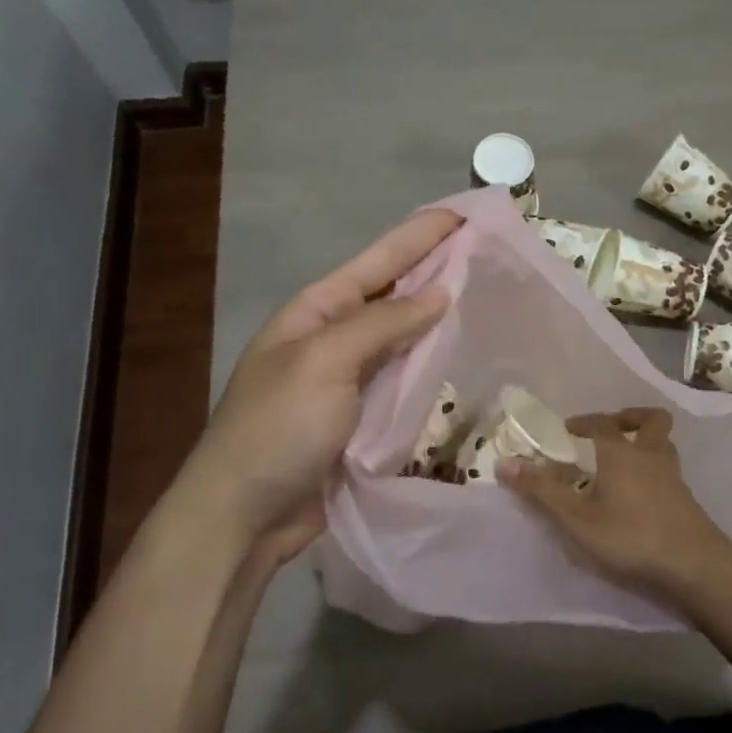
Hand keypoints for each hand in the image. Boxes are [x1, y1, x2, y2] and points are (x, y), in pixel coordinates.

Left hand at [165, 209, 458, 550]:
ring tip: (487, 296)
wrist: (241, 517)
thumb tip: (439, 292)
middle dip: (437, 271)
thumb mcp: (324, 362)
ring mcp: (348, 379)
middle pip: (394, 295)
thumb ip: (382, 323)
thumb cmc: (277, 428)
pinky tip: (462, 356)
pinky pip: (404, 380)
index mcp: (316, 311)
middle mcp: (334, 337)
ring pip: (403, 337)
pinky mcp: (362, 418)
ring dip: (439, 318)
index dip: (421, 236)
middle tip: (489, 253)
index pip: (379, 261)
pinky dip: (432, 366)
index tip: (465, 215)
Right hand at [501, 407, 731, 597]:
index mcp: (621, 452)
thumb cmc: (629, 535)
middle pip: (651, 421)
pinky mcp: (687, 500)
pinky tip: (642, 495)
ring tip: (626, 461)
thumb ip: (542, 491)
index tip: (567, 429)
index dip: (584, 421)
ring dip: (646, 444)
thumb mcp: (576, 518)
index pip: (601, 423)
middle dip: (630, 418)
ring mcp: (674, 477)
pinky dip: (655, 472)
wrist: (693, 565)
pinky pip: (669, 471)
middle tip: (611, 430)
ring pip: (664, 445)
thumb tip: (504, 462)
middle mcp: (651, 455)